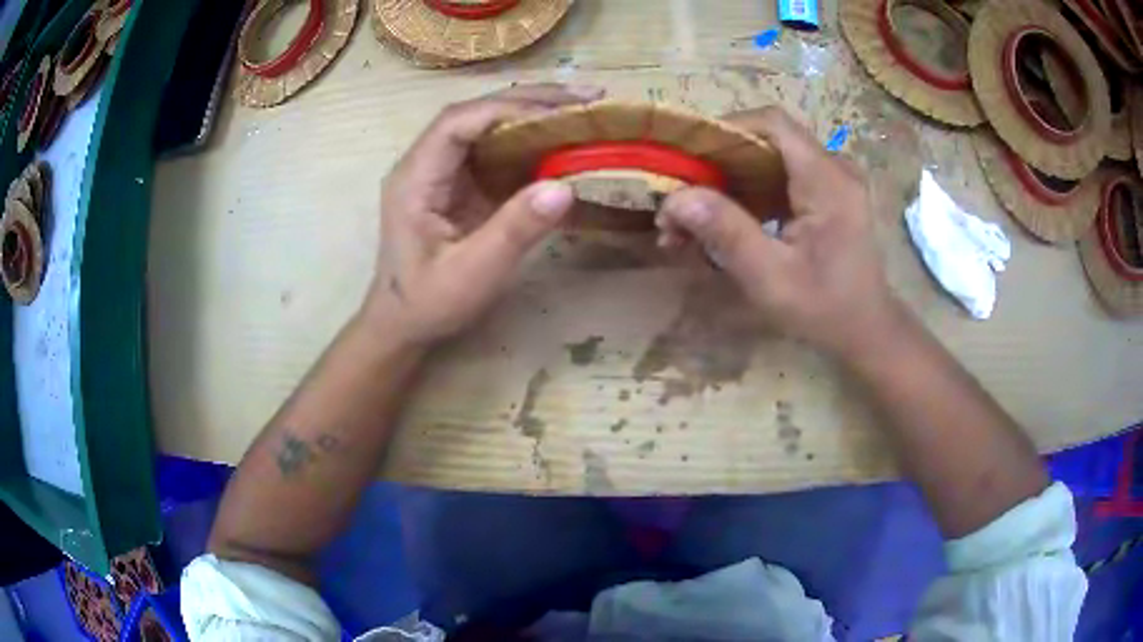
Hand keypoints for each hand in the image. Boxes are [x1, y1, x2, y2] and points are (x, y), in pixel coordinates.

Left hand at [364, 84, 603, 345]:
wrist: (403, 324)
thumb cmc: (428, 303)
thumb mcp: (472, 275)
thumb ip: (513, 231)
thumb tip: (565, 186)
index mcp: (415, 178)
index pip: (458, 122)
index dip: (508, 109)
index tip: (559, 113)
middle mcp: (425, 163)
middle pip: (475, 114)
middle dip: (529, 101)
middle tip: (585, 97)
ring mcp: (442, 171)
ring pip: (487, 126)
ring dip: (533, 114)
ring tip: (581, 111)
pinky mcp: (459, 183)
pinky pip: (495, 149)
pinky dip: (530, 140)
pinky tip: (560, 140)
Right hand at [656, 107, 905, 358]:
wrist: (867, 331)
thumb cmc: (825, 310)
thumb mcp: (772, 278)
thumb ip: (727, 233)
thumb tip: (675, 198)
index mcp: (827, 179)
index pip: (771, 123)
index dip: (725, 130)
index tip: (687, 159)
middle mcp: (834, 167)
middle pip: (766, 139)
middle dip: (719, 163)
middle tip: (681, 198)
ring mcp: (833, 179)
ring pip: (770, 158)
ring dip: (730, 180)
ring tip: (694, 216)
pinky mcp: (827, 193)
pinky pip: (781, 176)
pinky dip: (749, 193)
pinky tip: (726, 221)